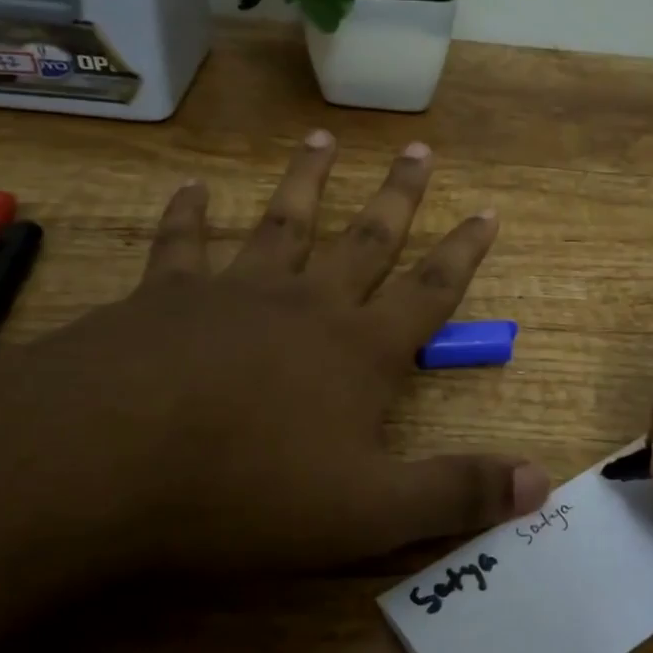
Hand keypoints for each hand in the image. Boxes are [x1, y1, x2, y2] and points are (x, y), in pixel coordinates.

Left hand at [0, 132, 547, 575]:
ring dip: (306, 183)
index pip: (429, 291)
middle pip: (365, 239)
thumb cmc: (251, 489)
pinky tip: (191, 188)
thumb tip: (543, 482)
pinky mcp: (164, 297)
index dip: (463, 254)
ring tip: (322, 141)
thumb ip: (456, 492)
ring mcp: (234, 292)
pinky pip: (181, 245)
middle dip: (398, 196)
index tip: (486, 210)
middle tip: (419, 149)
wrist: (109, 460)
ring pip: (283, 224)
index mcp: (359, 351)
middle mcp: (306, 305)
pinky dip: (188, 215)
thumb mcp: (370, 511)